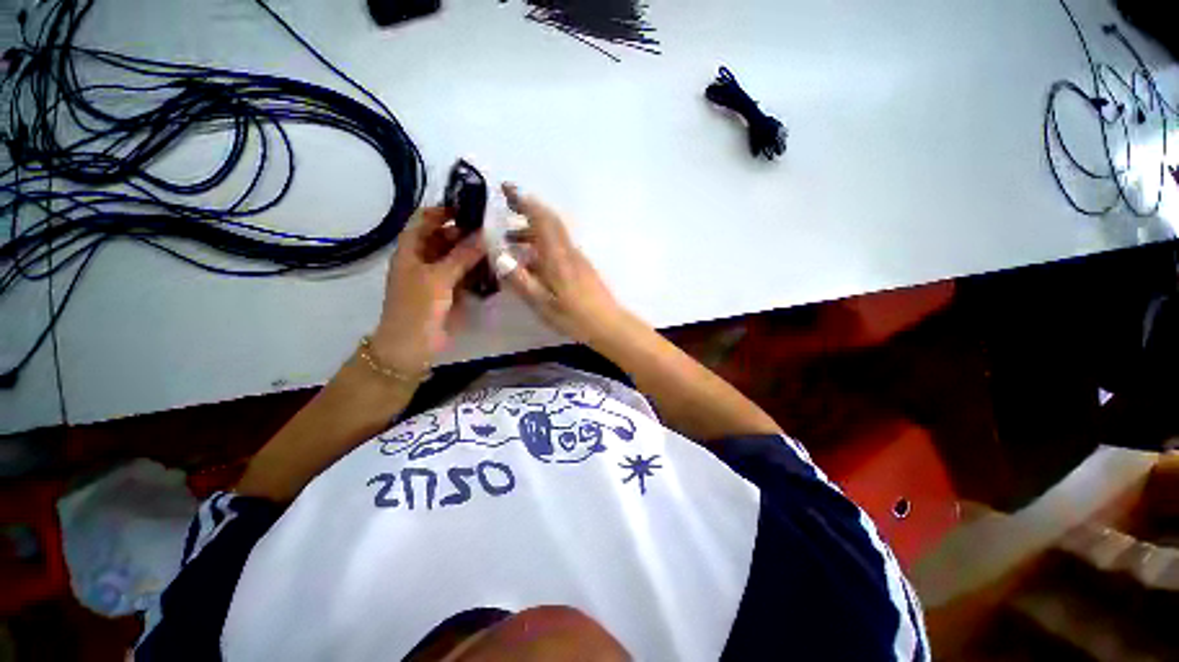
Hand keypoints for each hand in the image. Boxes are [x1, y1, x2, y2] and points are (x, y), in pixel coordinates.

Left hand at [371, 207, 484, 373]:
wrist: (412, 345)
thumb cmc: (418, 307)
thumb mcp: (439, 278)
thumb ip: (462, 255)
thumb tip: (484, 234)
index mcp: (410, 250)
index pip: (423, 220)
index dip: (442, 211)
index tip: (467, 208)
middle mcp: (423, 259)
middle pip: (442, 237)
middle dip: (463, 232)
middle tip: (490, 230)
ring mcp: (436, 277)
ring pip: (455, 257)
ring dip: (472, 252)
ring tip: (495, 246)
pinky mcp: (449, 292)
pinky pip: (463, 275)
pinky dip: (475, 270)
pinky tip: (492, 267)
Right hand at [498, 184, 628, 345]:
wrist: (607, 324)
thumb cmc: (573, 316)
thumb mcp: (542, 303)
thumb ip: (520, 279)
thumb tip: (499, 255)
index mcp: (557, 256)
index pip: (541, 219)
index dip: (524, 201)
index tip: (507, 188)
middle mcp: (568, 251)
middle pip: (549, 221)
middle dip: (528, 208)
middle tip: (506, 203)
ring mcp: (576, 258)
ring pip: (553, 235)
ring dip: (532, 230)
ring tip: (510, 239)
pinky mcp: (581, 267)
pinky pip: (558, 247)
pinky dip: (542, 245)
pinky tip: (531, 261)